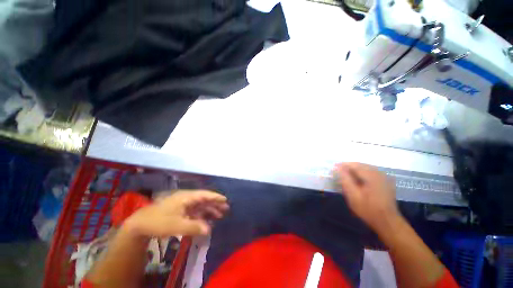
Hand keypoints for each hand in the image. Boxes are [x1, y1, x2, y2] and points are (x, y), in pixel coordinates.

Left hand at [123, 190, 228, 237]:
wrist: (140, 224)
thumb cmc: (159, 221)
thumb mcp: (177, 225)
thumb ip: (194, 227)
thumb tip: (209, 229)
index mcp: (187, 197)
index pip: (205, 195)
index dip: (215, 197)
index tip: (225, 200)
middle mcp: (187, 198)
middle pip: (204, 200)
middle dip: (215, 204)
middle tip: (225, 209)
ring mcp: (183, 204)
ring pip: (200, 206)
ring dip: (209, 210)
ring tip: (219, 215)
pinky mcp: (180, 211)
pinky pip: (194, 212)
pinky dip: (201, 216)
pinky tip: (205, 222)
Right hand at [334, 162, 399, 232]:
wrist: (387, 221)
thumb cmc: (368, 209)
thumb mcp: (353, 195)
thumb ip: (345, 179)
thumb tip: (338, 167)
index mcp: (371, 175)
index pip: (353, 165)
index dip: (342, 165)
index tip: (333, 168)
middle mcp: (378, 173)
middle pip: (360, 165)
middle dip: (348, 167)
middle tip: (339, 173)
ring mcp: (383, 177)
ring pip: (365, 168)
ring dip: (355, 170)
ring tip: (346, 176)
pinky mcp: (385, 181)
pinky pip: (371, 172)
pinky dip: (362, 173)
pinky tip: (358, 180)